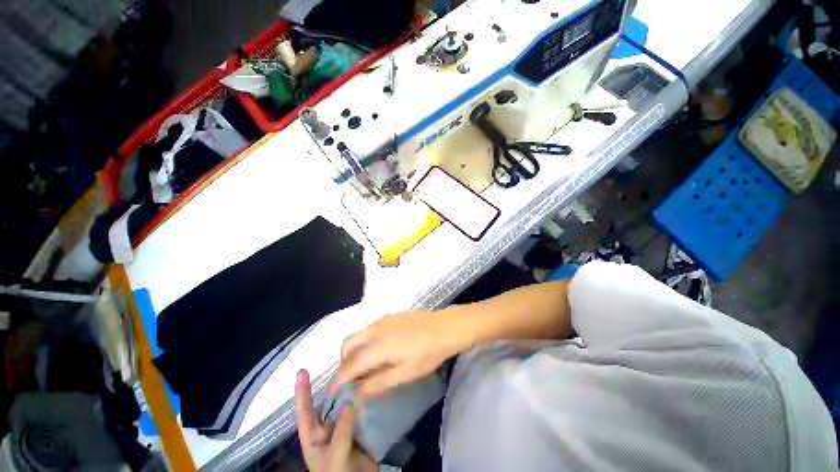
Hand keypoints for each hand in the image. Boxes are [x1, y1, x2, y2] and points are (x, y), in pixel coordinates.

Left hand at [294, 370, 376, 471]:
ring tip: (357, 370)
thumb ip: (342, 430)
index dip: (302, 391)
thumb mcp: (336, 457)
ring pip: (345, 404)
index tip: (301, 371)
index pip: (305, 411)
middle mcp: (327, 428)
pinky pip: (359, 410)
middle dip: (333, 384)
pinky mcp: (358, 428)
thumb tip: (350, 401)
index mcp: (314, 437)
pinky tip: (369, 386)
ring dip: (350, 389)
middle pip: (328, 402)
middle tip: (341, 364)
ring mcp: (343, 428)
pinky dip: (363, 399)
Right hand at [336, 310, 463, 400]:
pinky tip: (379, 351)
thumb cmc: (427, 353)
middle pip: (347, 345)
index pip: (349, 365)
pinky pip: (369, 329)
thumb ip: (377, 384)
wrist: (444, 327)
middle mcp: (374, 329)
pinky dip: (365, 341)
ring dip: (354, 351)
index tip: (334, 393)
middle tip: (352, 379)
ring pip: (358, 335)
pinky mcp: (390, 316)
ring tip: (366, 367)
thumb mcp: (404, 374)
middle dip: (344, 363)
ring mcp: (382, 320)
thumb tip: (356, 396)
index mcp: (376, 346)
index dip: (339, 381)